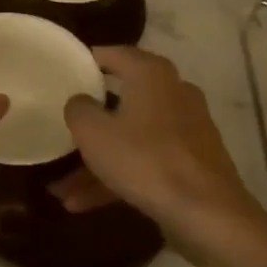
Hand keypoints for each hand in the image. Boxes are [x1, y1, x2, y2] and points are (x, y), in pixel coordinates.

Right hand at [59, 46, 264, 246]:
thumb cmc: (144, 159)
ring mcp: (185, 130)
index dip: (89, 60)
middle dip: (90, 123)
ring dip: (97, 162)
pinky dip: (117, 177)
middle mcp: (173, 94)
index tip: (66, 69)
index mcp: (151, 75)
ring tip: (61, 189)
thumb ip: (78, 109)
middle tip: (62, 127)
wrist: (205, 211)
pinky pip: (145, 162)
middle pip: (122, 100)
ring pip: (131, 139)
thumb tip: (79, 100)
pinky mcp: (191, 162)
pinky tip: (83, 204)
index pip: (116, 54)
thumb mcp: (94, 133)